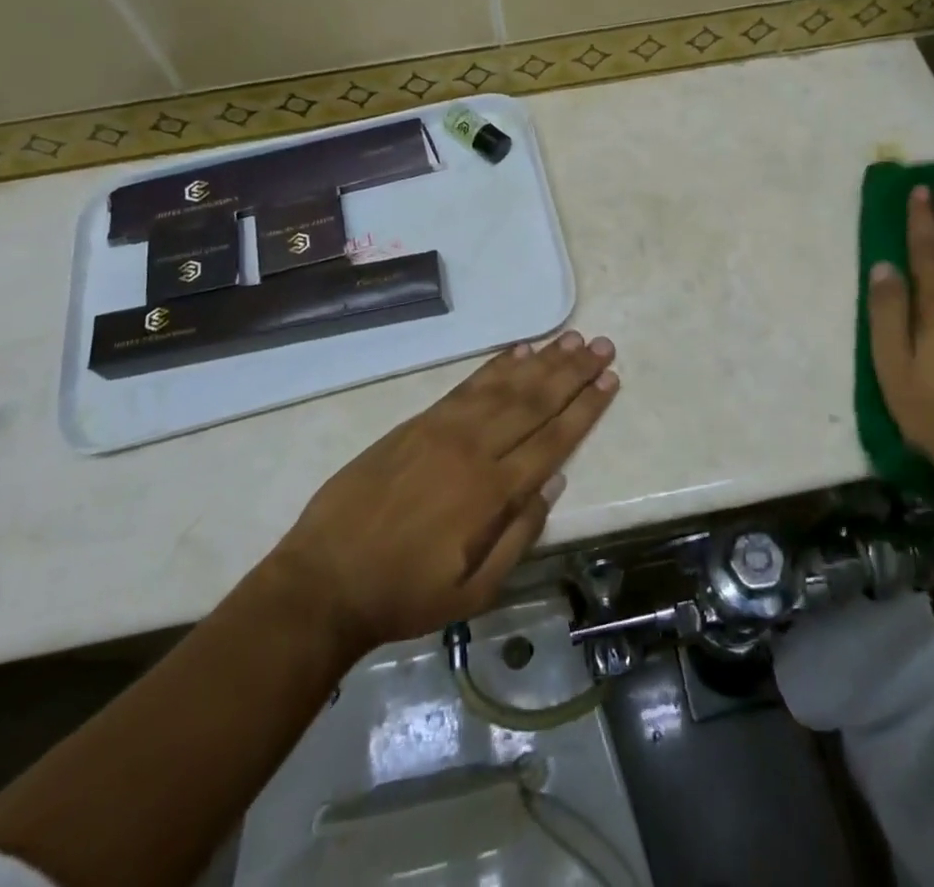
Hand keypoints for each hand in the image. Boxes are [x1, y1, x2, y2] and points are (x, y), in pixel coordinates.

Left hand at [272, 331, 619, 657]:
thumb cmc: (403, 595)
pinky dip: (495, 366)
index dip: (584, 409)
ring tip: (572, 338)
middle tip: (603, 346)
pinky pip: (466, 386)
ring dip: (542, 361)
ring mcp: (443, 430)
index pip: (552, 440)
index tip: (610, 380)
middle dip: (573, 372)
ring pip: (504, 387)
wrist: (323, 579)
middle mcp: (473, 450)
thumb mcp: (472, 592)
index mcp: (491, 493)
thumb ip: (519, 537)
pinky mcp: (417, 422)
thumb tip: (554, 484)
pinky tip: (518, 351)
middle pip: (534, 402)